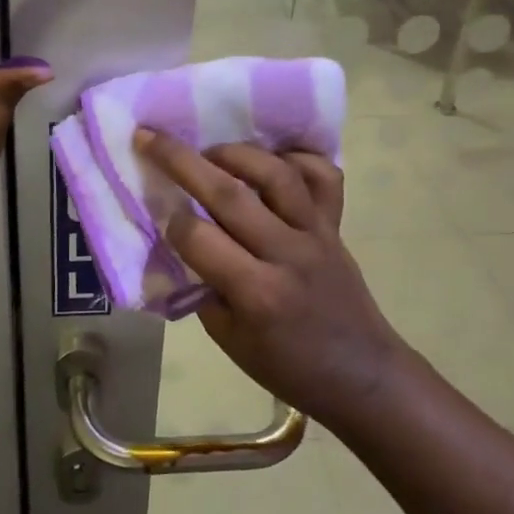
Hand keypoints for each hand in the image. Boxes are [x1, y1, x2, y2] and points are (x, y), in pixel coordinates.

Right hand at [136, 128, 405, 424]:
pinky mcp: (336, 225)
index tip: (160, 215)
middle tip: (150, 137)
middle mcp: (285, 253)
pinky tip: (273, 158)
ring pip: (275, 174)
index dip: (171, 222)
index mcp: (256, 292)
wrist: (362, 375)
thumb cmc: (288, 367)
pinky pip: (323, 178)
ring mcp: (316, 233)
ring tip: (210, 151)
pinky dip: (299, 158)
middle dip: (181, 160)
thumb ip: (203, 288)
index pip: (198, 237)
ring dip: (236, 153)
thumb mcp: (230, 341)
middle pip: (228, 194)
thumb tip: (181, 243)